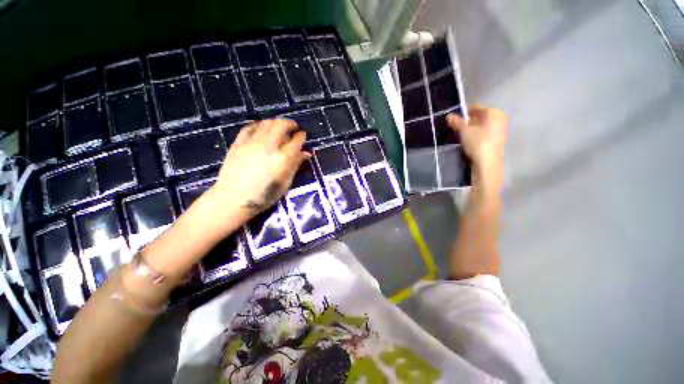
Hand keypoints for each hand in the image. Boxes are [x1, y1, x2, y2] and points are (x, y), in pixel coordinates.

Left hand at [210, 119, 309, 218]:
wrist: (233, 199)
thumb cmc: (264, 196)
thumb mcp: (285, 183)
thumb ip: (295, 165)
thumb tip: (306, 153)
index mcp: (283, 159)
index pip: (296, 141)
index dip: (301, 136)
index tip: (303, 135)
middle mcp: (269, 147)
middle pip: (281, 125)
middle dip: (290, 123)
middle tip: (293, 127)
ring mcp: (252, 143)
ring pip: (266, 123)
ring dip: (275, 122)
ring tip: (279, 127)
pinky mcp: (238, 143)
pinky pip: (249, 127)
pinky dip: (258, 125)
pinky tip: (261, 129)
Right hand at [447, 106, 507, 191]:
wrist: (487, 162)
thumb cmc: (477, 142)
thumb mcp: (464, 130)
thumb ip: (456, 122)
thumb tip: (449, 116)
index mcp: (494, 112)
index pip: (475, 108)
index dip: (463, 113)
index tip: (453, 119)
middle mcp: (500, 119)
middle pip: (480, 117)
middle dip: (467, 122)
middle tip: (455, 127)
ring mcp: (500, 130)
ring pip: (482, 126)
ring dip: (471, 129)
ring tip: (460, 135)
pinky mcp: (497, 141)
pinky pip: (484, 134)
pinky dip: (476, 135)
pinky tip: (468, 141)